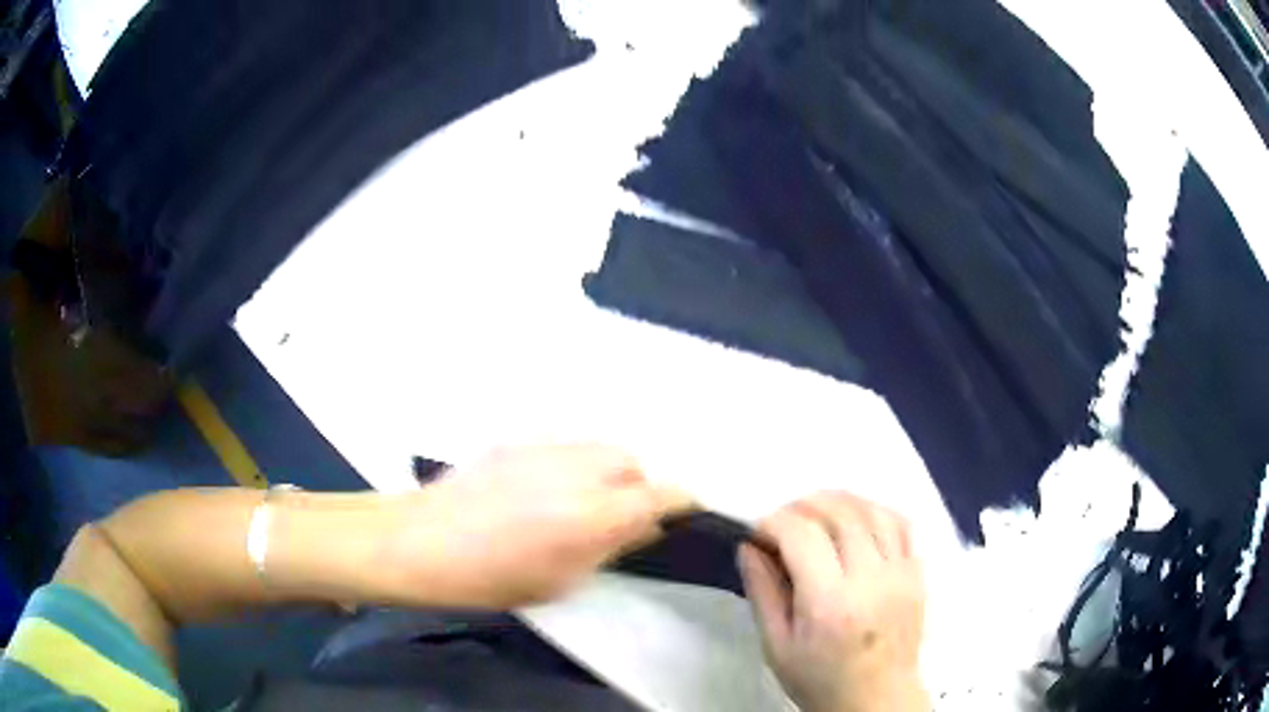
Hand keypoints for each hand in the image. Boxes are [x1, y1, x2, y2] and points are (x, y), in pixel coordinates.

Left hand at [396, 444, 692, 608]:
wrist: (422, 541)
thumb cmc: (492, 578)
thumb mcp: (562, 580)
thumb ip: (611, 547)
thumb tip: (645, 526)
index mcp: (595, 514)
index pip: (662, 494)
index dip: (679, 502)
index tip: (680, 514)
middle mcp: (579, 470)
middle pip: (632, 460)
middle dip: (637, 485)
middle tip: (617, 515)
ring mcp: (545, 448)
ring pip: (598, 447)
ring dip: (605, 470)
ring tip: (580, 499)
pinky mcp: (517, 438)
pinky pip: (563, 444)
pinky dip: (571, 462)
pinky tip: (545, 486)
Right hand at [739, 493, 927, 711]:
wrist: (876, 699)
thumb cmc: (820, 679)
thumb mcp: (776, 646)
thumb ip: (762, 593)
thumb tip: (748, 547)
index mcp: (829, 603)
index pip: (802, 535)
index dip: (775, 522)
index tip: (759, 532)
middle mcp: (870, 579)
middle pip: (840, 513)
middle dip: (804, 505)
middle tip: (783, 520)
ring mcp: (900, 572)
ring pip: (873, 510)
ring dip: (840, 501)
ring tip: (817, 513)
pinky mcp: (918, 573)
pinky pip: (902, 523)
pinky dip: (875, 511)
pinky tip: (857, 521)